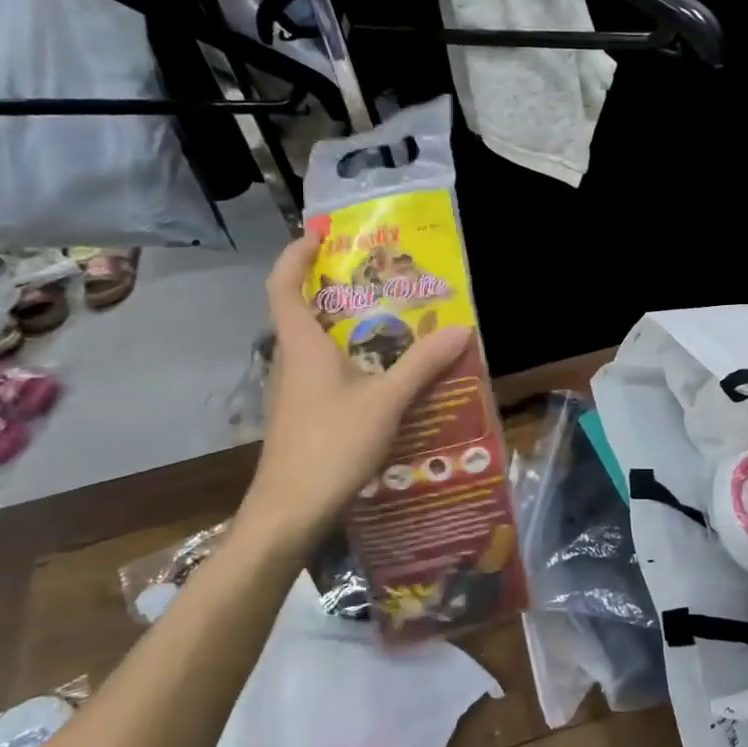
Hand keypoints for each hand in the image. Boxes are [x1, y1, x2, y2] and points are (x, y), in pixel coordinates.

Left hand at [243, 233, 471, 544]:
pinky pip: (326, 371)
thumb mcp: (386, 401)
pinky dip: (352, 358)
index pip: (285, 284)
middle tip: (377, 274)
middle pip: (304, 310)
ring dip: (347, 325)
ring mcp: (295, 390)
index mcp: (302, 345)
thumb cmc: (331, 446)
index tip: (320, 233)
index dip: (296, 253)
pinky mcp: (304, 414)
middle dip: (335, 286)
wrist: (290, 513)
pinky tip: (386, 374)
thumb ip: (423, 364)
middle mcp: (292, 360)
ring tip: (392, 319)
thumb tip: (462, 328)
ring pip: (317, 343)